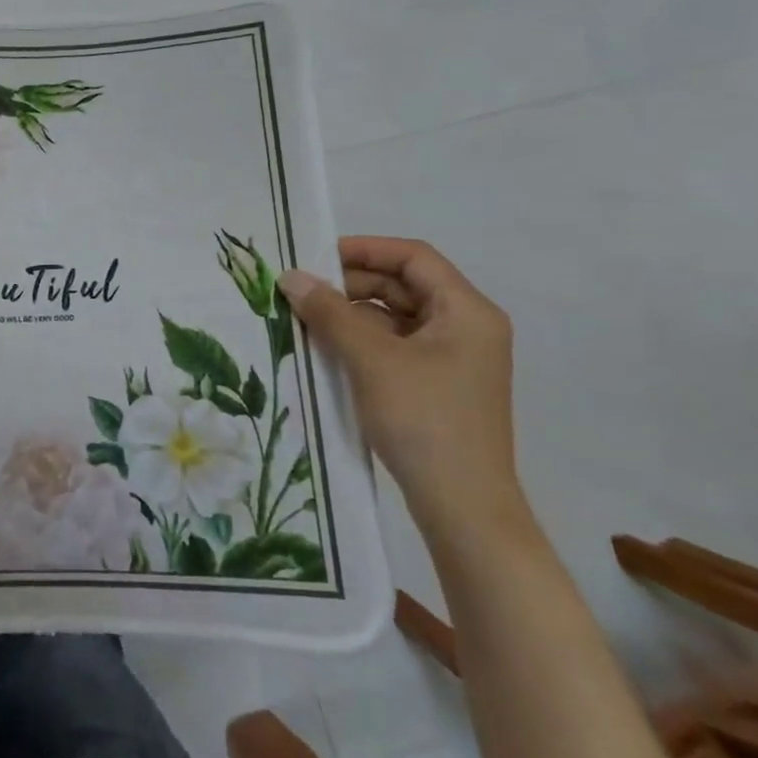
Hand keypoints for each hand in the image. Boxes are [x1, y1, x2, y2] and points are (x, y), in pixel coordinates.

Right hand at [280, 236, 521, 546]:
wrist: (463, 508)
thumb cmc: (424, 420)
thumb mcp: (371, 359)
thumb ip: (330, 313)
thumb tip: (290, 277)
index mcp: (466, 311)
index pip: (413, 257)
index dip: (364, 249)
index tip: (315, 256)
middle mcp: (465, 328)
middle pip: (404, 286)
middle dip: (351, 284)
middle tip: (302, 291)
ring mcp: (453, 360)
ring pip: (395, 318)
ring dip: (351, 314)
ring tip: (305, 320)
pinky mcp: (437, 386)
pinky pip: (394, 347)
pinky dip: (361, 342)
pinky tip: (326, 351)